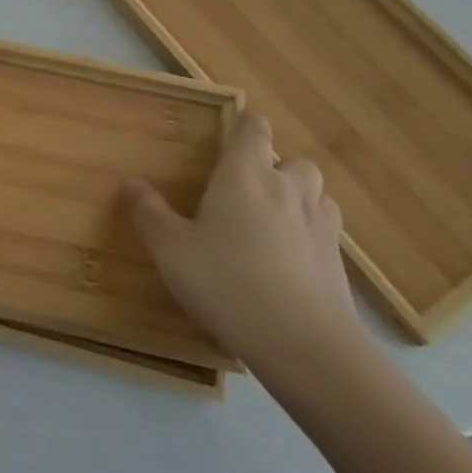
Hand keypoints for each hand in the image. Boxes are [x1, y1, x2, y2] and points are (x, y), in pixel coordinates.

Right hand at [125, 111, 361, 379]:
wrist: (306, 346)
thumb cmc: (227, 283)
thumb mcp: (171, 250)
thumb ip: (150, 213)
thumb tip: (132, 183)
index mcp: (244, 176)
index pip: (254, 130)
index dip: (246, 125)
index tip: (233, 133)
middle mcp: (287, 190)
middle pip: (295, 161)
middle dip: (277, 167)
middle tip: (250, 188)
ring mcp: (320, 228)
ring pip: (317, 196)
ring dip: (300, 199)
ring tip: (273, 222)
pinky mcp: (339, 265)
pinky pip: (326, 234)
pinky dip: (311, 237)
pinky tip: (291, 262)